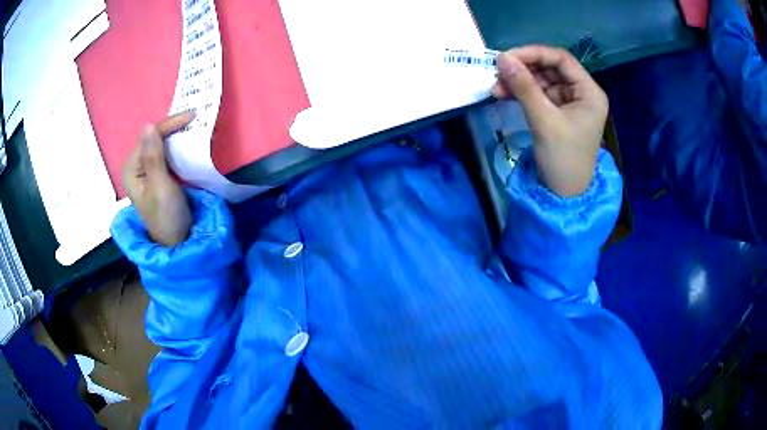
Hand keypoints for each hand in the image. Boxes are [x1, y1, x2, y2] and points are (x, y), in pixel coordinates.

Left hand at [123, 112, 194, 246]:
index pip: (149, 136)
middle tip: (196, 120)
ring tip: (195, 128)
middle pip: (154, 137)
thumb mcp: (160, 186)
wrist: (176, 241)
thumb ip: (154, 157)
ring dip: (177, 136)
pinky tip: (188, 143)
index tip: (193, 117)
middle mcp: (136, 165)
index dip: (169, 125)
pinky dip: (177, 146)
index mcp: (131, 168)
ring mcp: (146, 170)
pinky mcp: (156, 174)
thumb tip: (148, 125)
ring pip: (160, 143)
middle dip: (174, 128)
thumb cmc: (167, 216)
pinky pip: (165, 153)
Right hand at [492, 46, 607, 195]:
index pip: (561, 59)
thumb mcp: (544, 120)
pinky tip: (505, 95)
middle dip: (523, 70)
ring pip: (542, 81)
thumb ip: (524, 87)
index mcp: (589, 92)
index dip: (533, 54)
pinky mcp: (559, 113)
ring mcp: (570, 103)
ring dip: (519, 82)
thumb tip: (502, 58)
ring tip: (496, 89)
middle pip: (550, 68)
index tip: (507, 57)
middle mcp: (582, 93)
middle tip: (497, 74)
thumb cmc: (562, 159)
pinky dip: (522, 93)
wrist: (563, 196)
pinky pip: (539, 94)